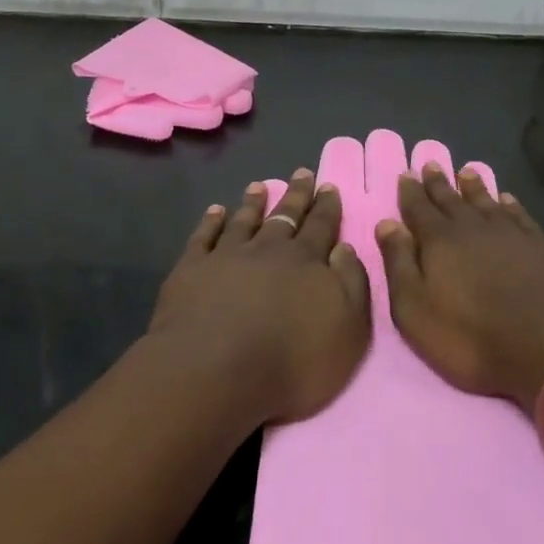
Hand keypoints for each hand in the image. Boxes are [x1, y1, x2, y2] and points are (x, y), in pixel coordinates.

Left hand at [150, 169, 371, 425]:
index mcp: (306, 260)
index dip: (327, 206)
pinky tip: (215, 211)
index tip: (328, 185)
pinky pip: (204, 237)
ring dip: (253, 203)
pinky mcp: (192, 269)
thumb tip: (345, 247)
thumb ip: (351, 283)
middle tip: (302, 172)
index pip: (321, 225)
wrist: (217, 370)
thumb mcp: (347, 328)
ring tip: (259, 185)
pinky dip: (211, 222)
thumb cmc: (291, 359)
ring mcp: (227, 256)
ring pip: (244, 220)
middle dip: (296, 194)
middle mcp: (268, 249)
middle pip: (285, 216)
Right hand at [376, 163, 543, 411]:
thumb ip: (399, 264)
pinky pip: (518, 215)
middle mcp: (472, 227)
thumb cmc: (471, 335)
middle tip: (431, 163)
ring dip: (473, 186)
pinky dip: (509, 204)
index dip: (410, 192)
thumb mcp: (416, 309)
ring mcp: (509, 233)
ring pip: (485, 201)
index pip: (418, 208)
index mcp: (438, 240)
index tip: (406, 174)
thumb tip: (387, 223)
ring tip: (466, 172)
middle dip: (438, 183)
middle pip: (451, 199)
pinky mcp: (539, 245)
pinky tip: (506, 199)